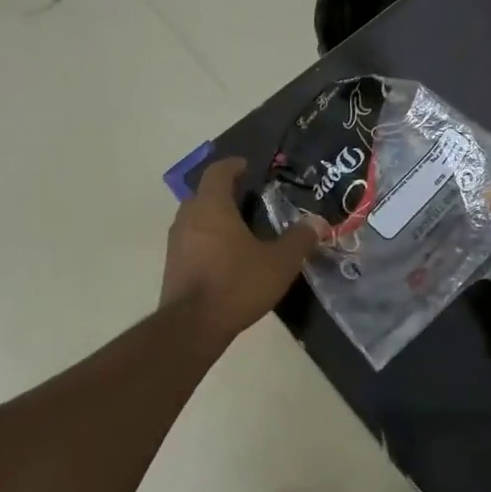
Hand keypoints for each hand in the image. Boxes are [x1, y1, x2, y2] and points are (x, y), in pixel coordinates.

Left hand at [161, 157, 319, 341]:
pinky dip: (206, 239)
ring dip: (214, 217)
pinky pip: (191, 240)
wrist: (192, 326)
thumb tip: (318, 222)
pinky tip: (226, 256)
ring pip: (195, 218)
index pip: (218, 172)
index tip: (247, 166)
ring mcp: (175, 241)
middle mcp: (188, 217)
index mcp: (212, 206)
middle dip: (225, 192)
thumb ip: (299, 239)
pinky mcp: (172, 264)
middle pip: (204, 193)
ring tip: (240, 229)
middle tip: (250, 200)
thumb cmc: (236, 284)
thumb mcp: (279, 263)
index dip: (233, 165)